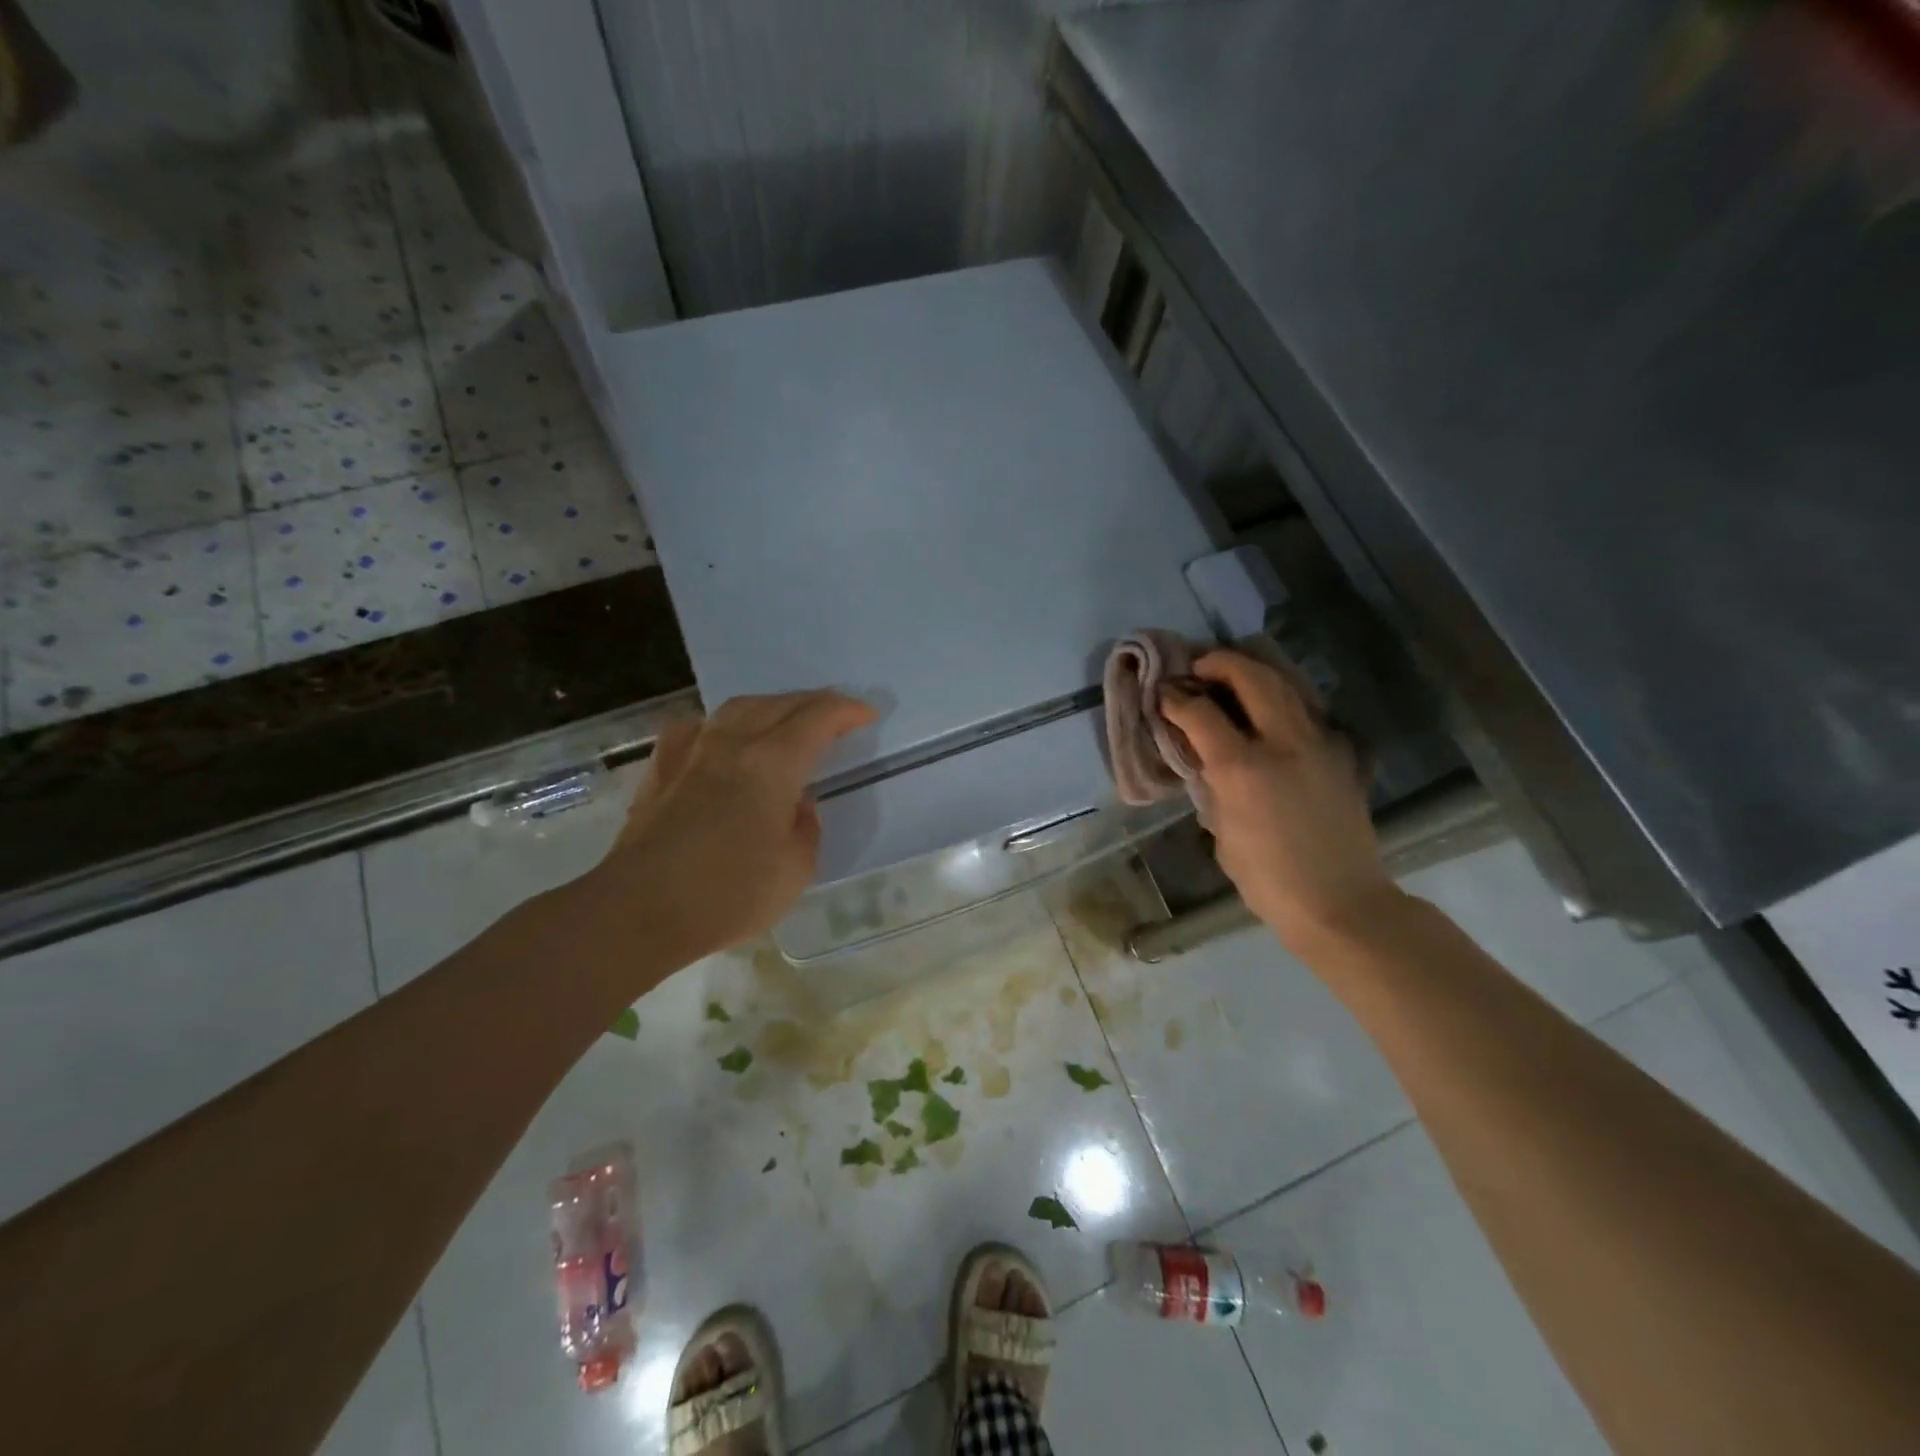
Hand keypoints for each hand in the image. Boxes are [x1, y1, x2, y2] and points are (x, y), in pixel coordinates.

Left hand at [585, 690, 876, 964]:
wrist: (639, 911)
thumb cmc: (727, 895)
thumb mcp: (795, 870)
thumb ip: (806, 828)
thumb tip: (796, 804)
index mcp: (771, 764)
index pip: (817, 719)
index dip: (846, 711)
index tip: (867, 714)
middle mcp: (732, 744)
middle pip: (779, 704)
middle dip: (813, 702)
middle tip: (835, 713)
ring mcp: (691, 752)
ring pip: (736, 708)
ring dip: (770, 705)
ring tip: (785, 718)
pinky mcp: (661, 769)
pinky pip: (697, 728)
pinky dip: (720, 725)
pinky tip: (720, 738)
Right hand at [1160, 649, 1398, 953]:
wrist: (1341, 902)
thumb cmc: (1268, 879)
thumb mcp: (1222, 830)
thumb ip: (1213, 783)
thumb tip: (1204, 755)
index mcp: (1244, 768)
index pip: (1200, 712)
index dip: (1175, 697)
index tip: (1162, 693)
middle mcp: (1284, 742)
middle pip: (1250, 676)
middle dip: (1218, 663)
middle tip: (1198, 668)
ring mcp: (1319, 742)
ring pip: (1286, 681)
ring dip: (1254, 668)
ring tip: (1230, 673)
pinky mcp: (1341, 752)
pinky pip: (1307, 706)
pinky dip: (1282, 694)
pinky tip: (1267, 707)